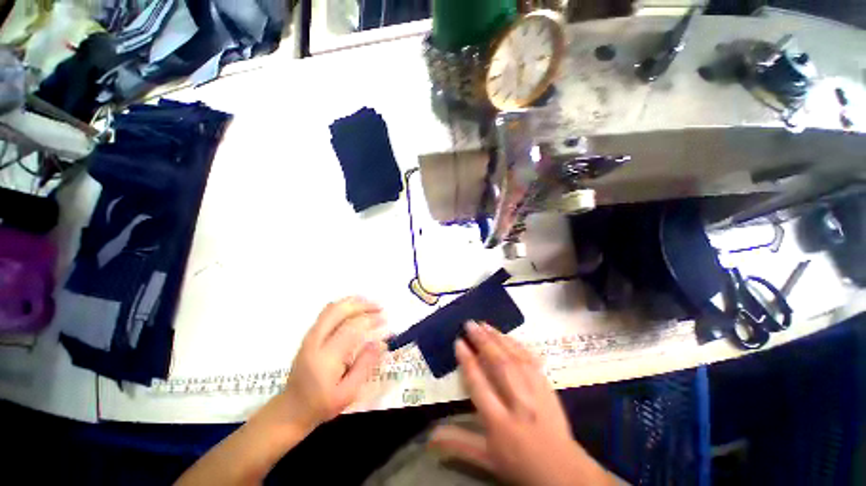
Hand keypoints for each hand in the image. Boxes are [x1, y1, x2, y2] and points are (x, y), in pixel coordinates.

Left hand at [267, 297, 386, 432]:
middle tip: (379, 307)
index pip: (350, 328)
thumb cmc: (322, 404)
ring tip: (370, 304)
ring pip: (331, 308)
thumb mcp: (348, 392)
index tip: (384, 320)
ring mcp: (310, 336)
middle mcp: (315, 341)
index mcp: (325, 358)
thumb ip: (364, 366)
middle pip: (338, 311)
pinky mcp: (309, 334)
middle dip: (362, 305)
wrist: (291, 409)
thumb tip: (379, 342)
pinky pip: (327, 312)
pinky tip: (355, 308)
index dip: (369, 320)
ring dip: (353, 302)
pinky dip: (343, 305)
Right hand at [429, 321, 613, 485]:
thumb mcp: (486, 458)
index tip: (459, 342)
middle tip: (470, 324)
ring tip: (484, 324)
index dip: (468, 361)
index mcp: (500, 422)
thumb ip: (458, 442)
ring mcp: (536, 392)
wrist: (563, 470)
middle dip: (483, 341)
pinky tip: (507, 336)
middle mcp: (518, 403)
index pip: (479, 385)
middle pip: (499, 365)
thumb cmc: (519, 463)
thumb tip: (428, 436)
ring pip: (515, 358)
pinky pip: (531, 359)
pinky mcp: (547, 385)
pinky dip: (517, 344)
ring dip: (498, 338)